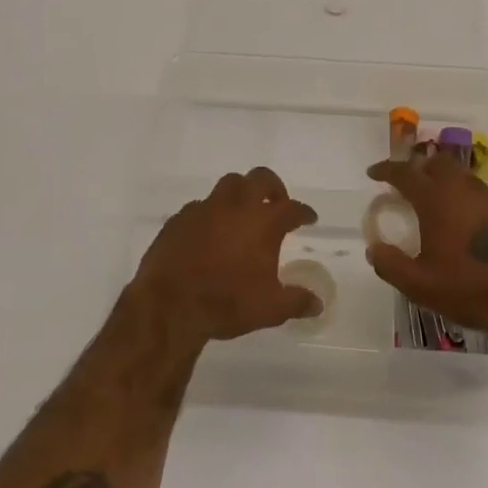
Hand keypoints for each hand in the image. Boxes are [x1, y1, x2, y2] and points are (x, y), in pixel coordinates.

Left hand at [131, 168, 321, 344]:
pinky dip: (212, 213)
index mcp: (263, 222)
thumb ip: (296, 302)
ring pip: (229, 184)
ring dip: (241, 192)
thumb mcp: (270, 309)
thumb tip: (317, 304)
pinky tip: (210, 231)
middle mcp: (237, 206)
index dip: (303, 213)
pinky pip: (201, 205)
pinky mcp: (180, 217)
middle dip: (273, 187)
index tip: (309, 218)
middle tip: (276, 202)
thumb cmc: (226, 303)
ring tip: (243, 211)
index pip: (292, 208)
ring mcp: (206, 208)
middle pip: (260, 178)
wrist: (169, 305)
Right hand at [364, 152, 487, 343]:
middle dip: (419, 167)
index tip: (374, 173)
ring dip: (445, 182)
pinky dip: (466, 200)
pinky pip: (482, 195)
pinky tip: (467, 224)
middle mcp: (464, 189)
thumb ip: (391, 264)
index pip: (406, 173)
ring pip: (462, 177)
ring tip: (436, 205)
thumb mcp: (420, 285)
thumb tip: (373, 249)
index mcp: (437, 199)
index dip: (387, 169)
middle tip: (408, 184)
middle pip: (438, 163)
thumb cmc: (470, 289)